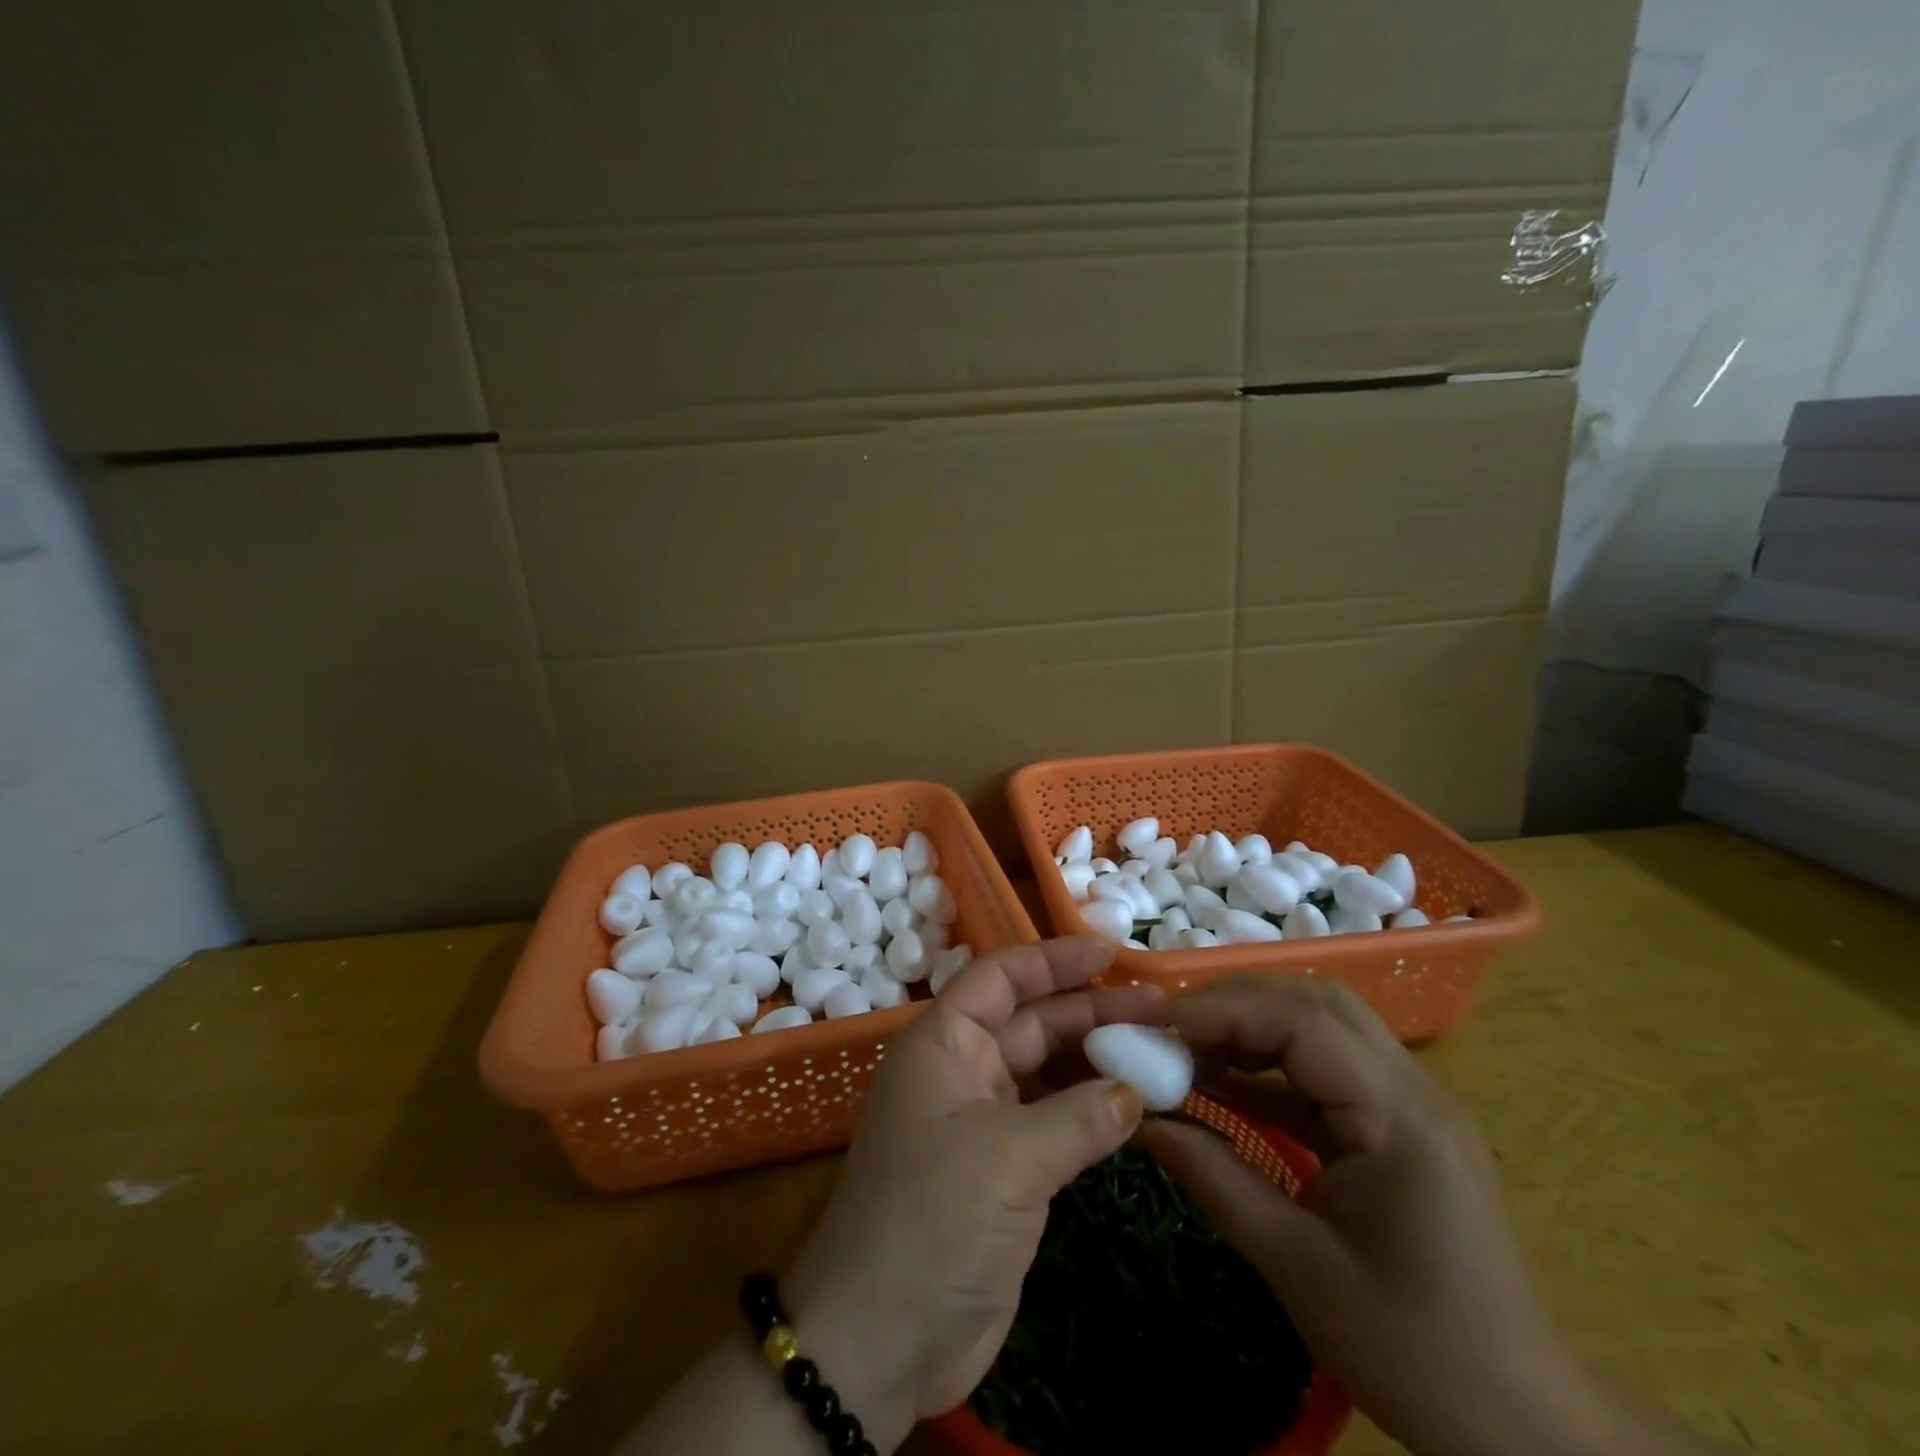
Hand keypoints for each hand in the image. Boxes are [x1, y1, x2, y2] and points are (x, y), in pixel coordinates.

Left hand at [784, 939, 1160, 1450]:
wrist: (881, 1341)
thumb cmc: (933, 1220)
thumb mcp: (1009, 1157)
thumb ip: (1080, 1116)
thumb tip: (1135, 1090)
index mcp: (944, 1042)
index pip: (1002, 978)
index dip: (1054, 959)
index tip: (1111, 954)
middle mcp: (962, 1069)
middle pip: (1033, 1022)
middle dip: (1093, 1011)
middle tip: (1161, 1010)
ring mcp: (984, 1121)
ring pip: (1048, 1071)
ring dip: (1099, 1061)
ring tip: (1161, 1051)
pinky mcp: (1004, 1170)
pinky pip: (1055, 1121)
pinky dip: (1093, 1111)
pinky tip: (1137, 1106)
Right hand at [1137, 975, 1583, 1455]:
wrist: (1522, 1423)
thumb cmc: (1413, 1350)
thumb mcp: (1297, 1264)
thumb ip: (1214, 1177)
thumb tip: (1142, 1121)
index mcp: (1399, 1118)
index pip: (1302, 1023)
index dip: (1222, 1011)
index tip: (1156, 1025)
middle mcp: (1412, 1089)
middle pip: (1314, 1003)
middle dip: (1234, 1004)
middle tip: (1168, 1028)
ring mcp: (1409, 1102)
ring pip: (1320, 1025)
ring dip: (1251, 1026)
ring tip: (1188, 1048)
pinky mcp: (1396, 1124)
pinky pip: (1324, 1069)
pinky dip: (1269, 1065)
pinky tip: (1222, 1083)